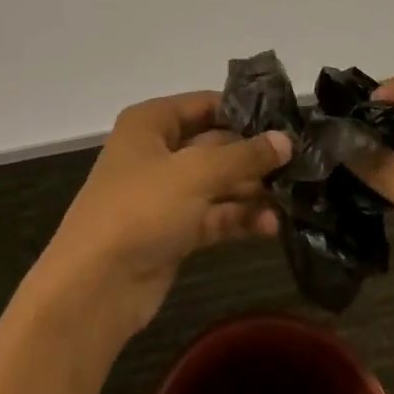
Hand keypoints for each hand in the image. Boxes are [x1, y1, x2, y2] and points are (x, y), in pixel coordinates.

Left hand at [34, 92, 291, 340]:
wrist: (93, 289)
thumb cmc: (141, 209)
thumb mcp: (196, 174)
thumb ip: (244, 156)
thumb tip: (286, 140)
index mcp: (151, 122)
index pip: (205, 104)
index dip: (244, 111)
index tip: (286, 120)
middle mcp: (156, 151)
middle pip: (214, 144)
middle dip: (253, 154)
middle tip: (300, 161)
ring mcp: (163, 194)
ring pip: (215, 182)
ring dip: (250, 189)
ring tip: (295, 196)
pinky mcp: (171, 232)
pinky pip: (212, 216)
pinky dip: (238, 218)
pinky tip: (273, 226)